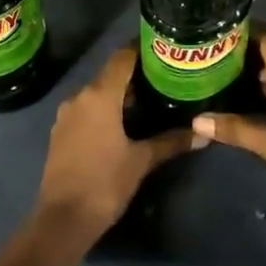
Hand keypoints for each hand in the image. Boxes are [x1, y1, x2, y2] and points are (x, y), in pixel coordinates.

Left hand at [38, 47, 198, 230]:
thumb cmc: (104, 183)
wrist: (62, 220)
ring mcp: (66, 115)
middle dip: (136, 73)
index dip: (142, 48)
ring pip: (97, 93)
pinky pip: (87, 110)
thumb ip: (171, 142)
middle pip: (110, 74)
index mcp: (99, 95)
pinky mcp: (61, 132)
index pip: (122, 58)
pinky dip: (105, 109)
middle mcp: (80, 97)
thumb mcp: (141, 161)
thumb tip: (204, 134)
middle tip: (165, 75)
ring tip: (150, 98)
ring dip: (120, 93)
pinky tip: (124, 122)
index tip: (163, 46)